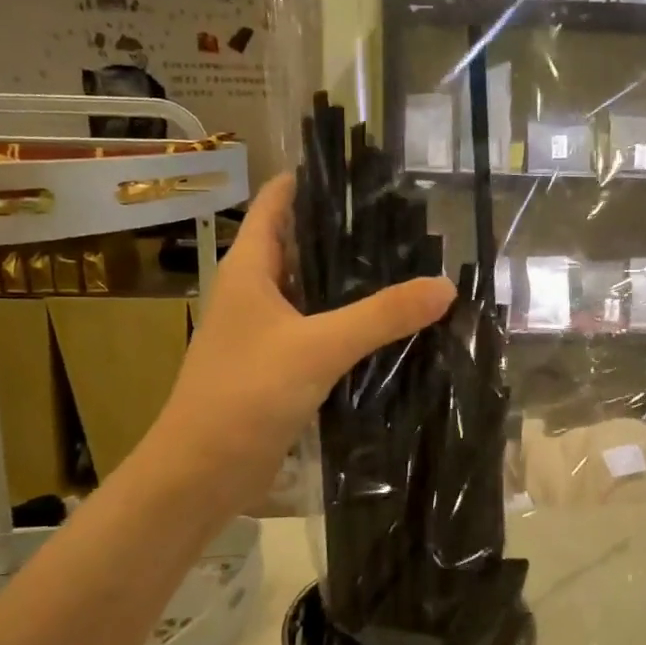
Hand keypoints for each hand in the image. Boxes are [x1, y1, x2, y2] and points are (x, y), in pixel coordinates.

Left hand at [134, 173, 454, 519]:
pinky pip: (319, 332)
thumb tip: (444, 286)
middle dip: (348, 232)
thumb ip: (381, 316)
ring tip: (410, 268)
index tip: (367, 172)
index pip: (279, 201)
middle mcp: (255, 291)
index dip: (316, 180)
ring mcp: (266, 331)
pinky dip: (349, 325)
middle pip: (303, 244)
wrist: (201, 473)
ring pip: (315, 292)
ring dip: (352, 282)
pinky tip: (389, 327)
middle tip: (408, 224)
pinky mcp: (279, 367)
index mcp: (250, 268)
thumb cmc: (246, 394)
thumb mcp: (318, 347)